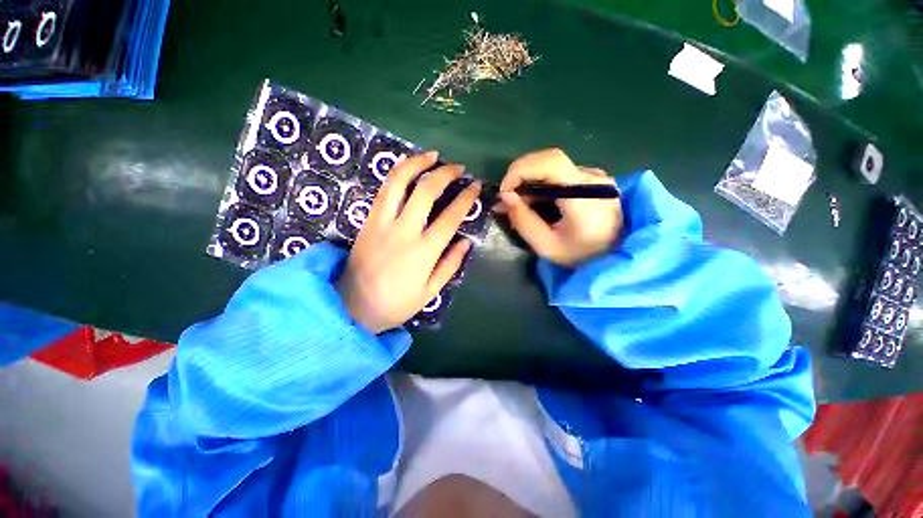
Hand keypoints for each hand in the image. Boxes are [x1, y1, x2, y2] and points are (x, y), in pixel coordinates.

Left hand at [336, 151, 480, 333]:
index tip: (475, 186)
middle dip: (445, 174)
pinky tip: (407, 166)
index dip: (466, 198)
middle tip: (458, 167)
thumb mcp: (430, 292)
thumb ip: (450, 264)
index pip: (450, 217)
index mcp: (424, 251)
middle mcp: (404, 230)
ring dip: (417, 164)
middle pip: (426, 191)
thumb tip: (466, 242)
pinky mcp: (367, 220)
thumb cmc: (396, 303)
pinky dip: (397, 173)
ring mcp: (382, 222)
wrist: (351, 306)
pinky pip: (383, 190)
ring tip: (432, 155)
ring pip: (399, 182)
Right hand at [497, 148, 623, 266]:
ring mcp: (595, 175)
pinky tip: (535, 200)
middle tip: (507, 198)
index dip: (521, 170)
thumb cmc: (582, 256)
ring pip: (553, 165)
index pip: (550, 162)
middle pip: (549, 160)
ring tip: (517, 202)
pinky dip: (541, 182)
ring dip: (529, 179)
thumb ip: (524, 221)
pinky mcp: (593, 178)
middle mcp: (593, 177)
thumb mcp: (546, 246)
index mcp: (585, 195)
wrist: (618, 255)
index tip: (504, 191)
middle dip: (521, 174)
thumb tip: (505, 196)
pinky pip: (560, 172)